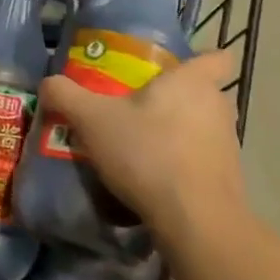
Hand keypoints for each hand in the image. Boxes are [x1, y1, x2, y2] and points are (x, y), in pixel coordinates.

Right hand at [39, 49, 243, 241]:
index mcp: (194, 81)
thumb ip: (66, 95)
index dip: (201, 60)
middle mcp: (218, 107)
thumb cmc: (148, 152)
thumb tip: (48, 83)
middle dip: (181, 99)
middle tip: (144, 108)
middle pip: (207, 93)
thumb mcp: (92, 120)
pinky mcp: (231, 181)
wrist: (196, 221)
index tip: (176, 69)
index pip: (218, 57)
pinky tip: (158, 180)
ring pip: (207, 128)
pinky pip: (206, 162)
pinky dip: (187, 167)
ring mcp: (229, 145)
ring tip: (146, 147)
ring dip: (183, 134)